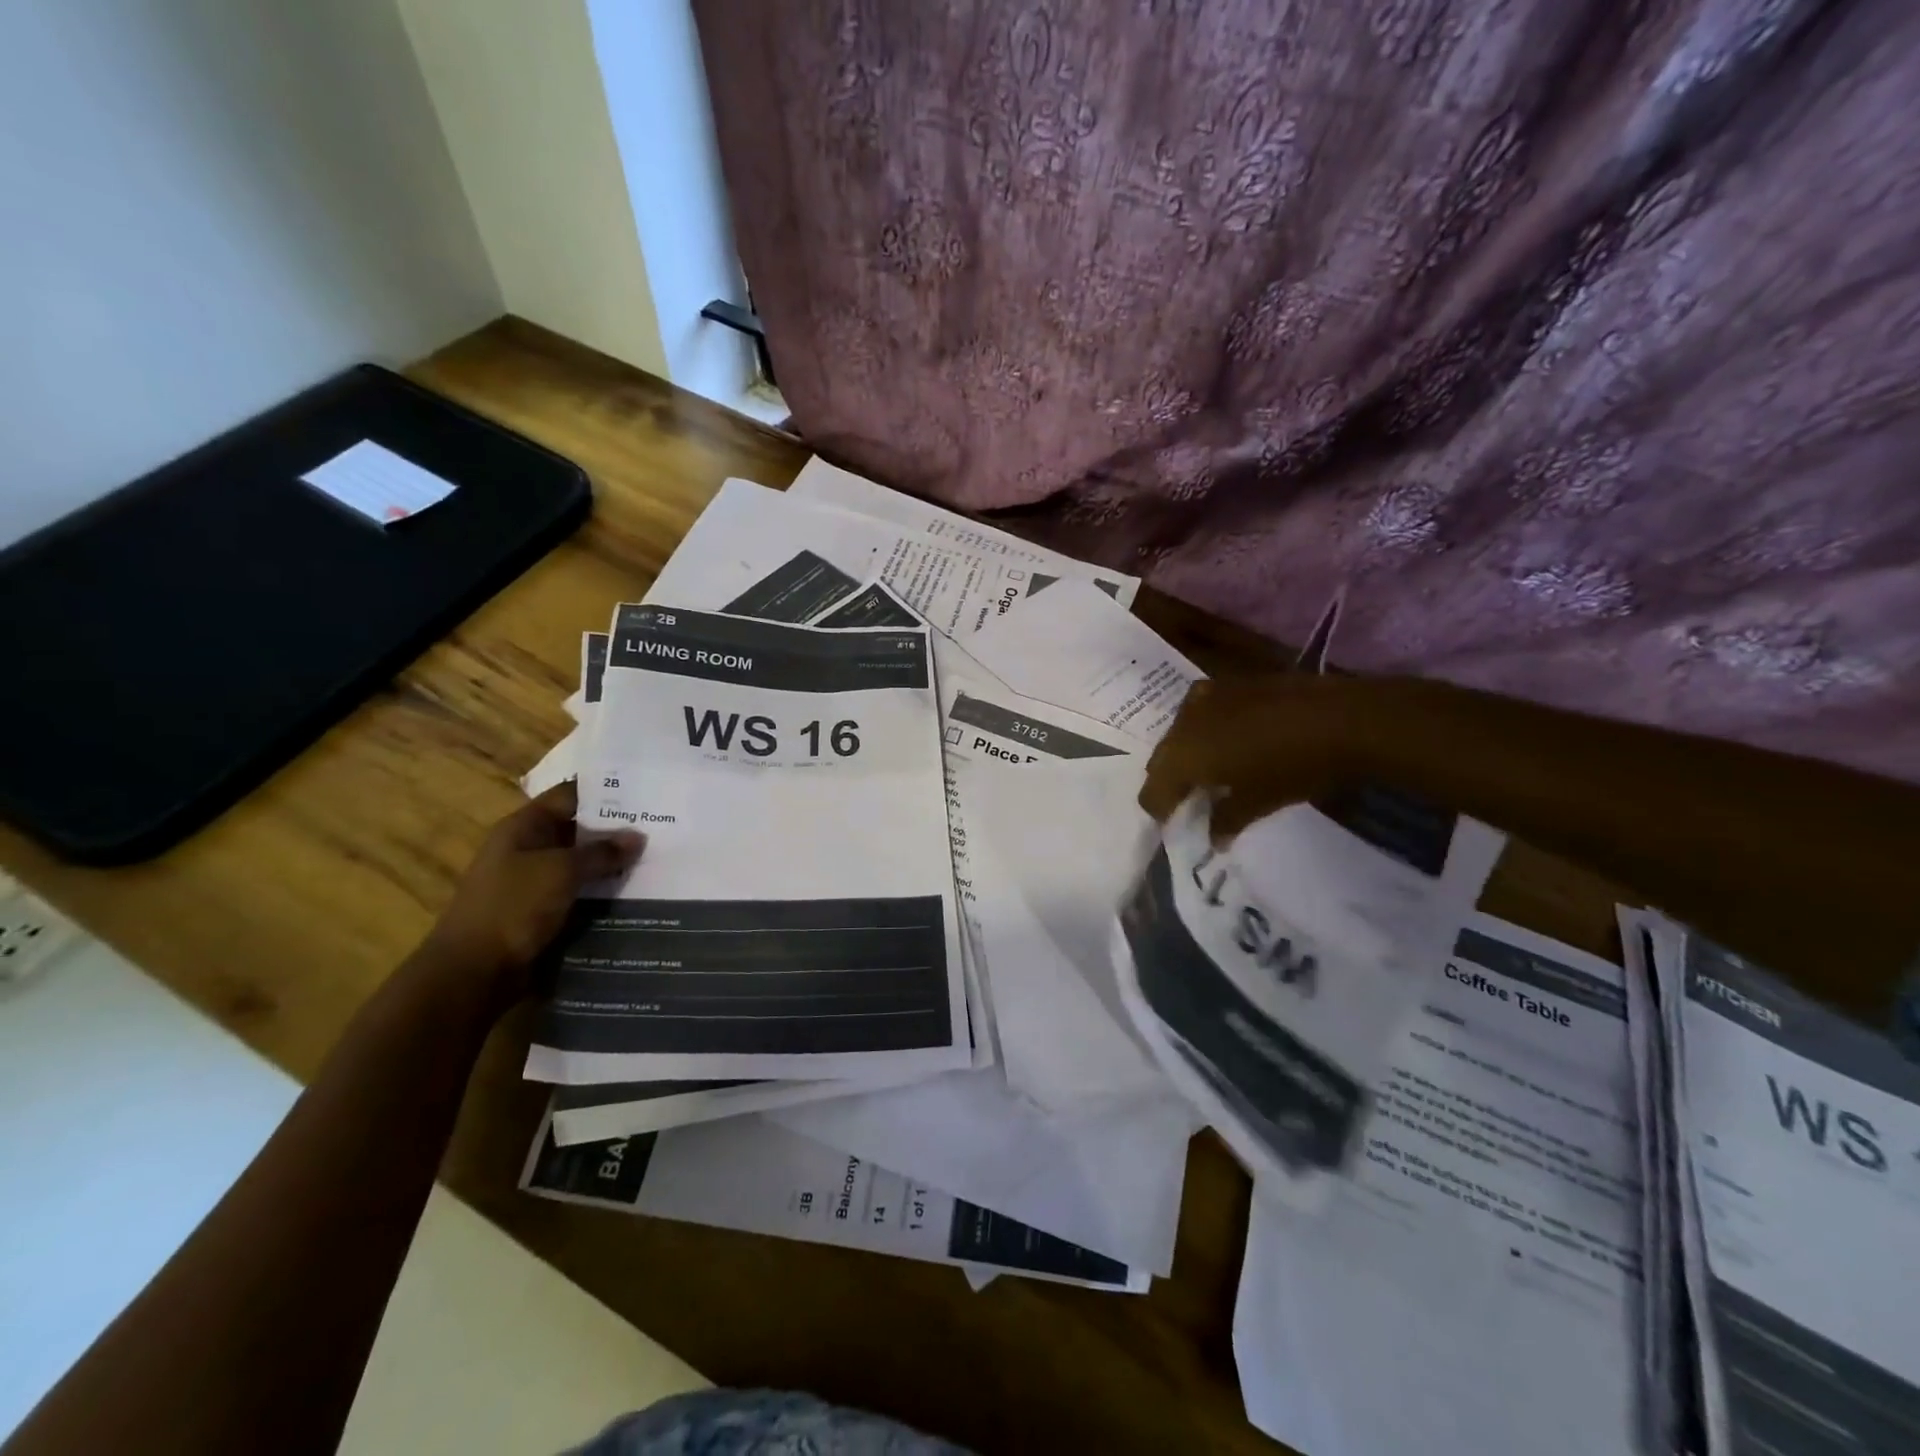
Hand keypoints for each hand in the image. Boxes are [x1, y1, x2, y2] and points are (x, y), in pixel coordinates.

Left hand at [416, 781, 644, 1013]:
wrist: (473, 972)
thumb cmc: (512, 907)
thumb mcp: (561, 871)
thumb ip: (601, 852)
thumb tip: (637, 836)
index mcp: (524, 827)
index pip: (570, 795)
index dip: (606, 791)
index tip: (645, 792)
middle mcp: (528, 848)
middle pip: (578, 829)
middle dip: (615, 829)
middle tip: (660, 826)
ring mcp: (535, 881)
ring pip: (582, 863)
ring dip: (612, 863)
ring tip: (657, 857)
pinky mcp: (543, 910)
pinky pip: (580, 892)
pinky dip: (603, 891)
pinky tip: (636, 891)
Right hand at [1142, 673, 1387, 835]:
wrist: (1341, 717)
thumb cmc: (1293, 767)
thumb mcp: (1257, 802)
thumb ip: (1226, 821)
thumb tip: (1213, 837)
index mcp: (1183, 757)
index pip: (1152, 791)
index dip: (1159, 810)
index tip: (1172, 823)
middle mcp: (1183, 723)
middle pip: (1162, 758)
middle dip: (1170, 779)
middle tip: (1189, 798)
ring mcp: (1205, 697)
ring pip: (1179, 731)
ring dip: (1187, 751)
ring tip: (1209, 767)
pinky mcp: (1228, 682)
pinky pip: (1202, 711)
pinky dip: (1206, 728)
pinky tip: (1228, 737)